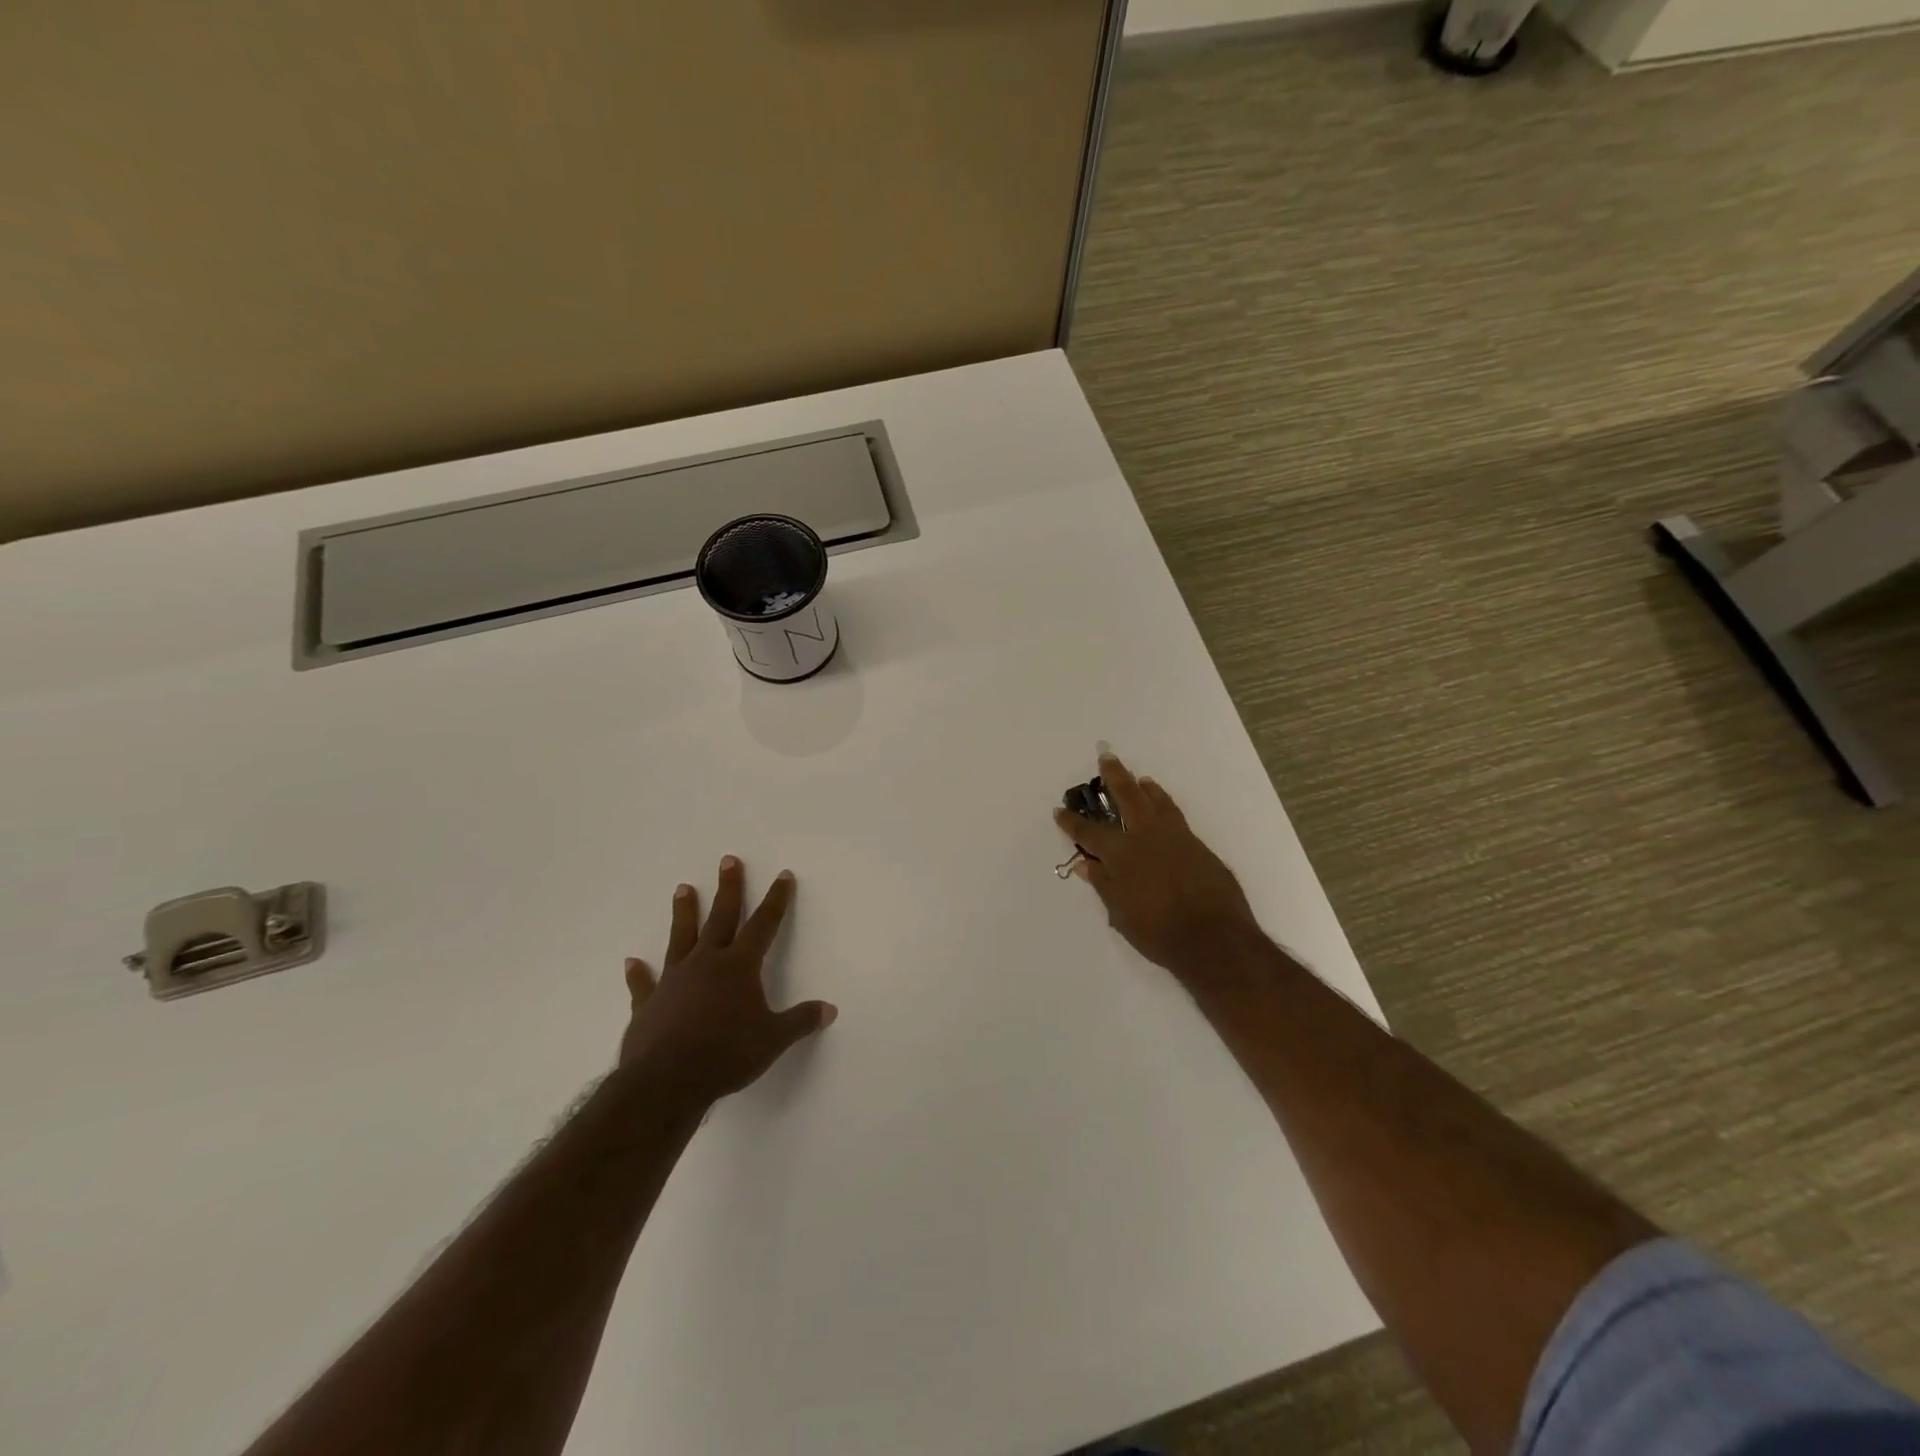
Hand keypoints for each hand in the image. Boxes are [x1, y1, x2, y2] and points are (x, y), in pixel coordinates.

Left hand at [619, 857, 836, 1103]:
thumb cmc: (727, 1055)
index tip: (782, 875)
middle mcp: (706, 963)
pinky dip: (639, 973)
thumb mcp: (773, 1040)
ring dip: (684, 912)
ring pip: (681, 937)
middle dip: (728, 888)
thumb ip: (800, 1021)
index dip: (776, 900)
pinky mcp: (648, 1004)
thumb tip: (829, 1009)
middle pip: (720, 917)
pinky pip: (644, 983)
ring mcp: (674, 980)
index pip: (764, 925)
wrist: (666, 1081)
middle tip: (728, 860)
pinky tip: (631, 962)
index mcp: (739, 967)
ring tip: (683, 888)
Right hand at [1054, 754, 1263, 982]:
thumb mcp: (1121, 913)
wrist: (1215, 939)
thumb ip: (1103, 883)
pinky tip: (1163, 809)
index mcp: (1122, 854)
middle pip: (1128, 796)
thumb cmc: (1159, 932)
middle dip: (1114, 776)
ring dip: (1145, 787)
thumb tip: (1085, 863)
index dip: (1072, 822)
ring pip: (1158, 802)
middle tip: (1106, 757)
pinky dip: (1165, 806)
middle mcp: (1147, 836)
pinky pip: (1176, 816)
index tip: (1060, 810)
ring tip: (1140, 779)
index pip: (1090, 833)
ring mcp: (1176, 837)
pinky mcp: (1198, 846)